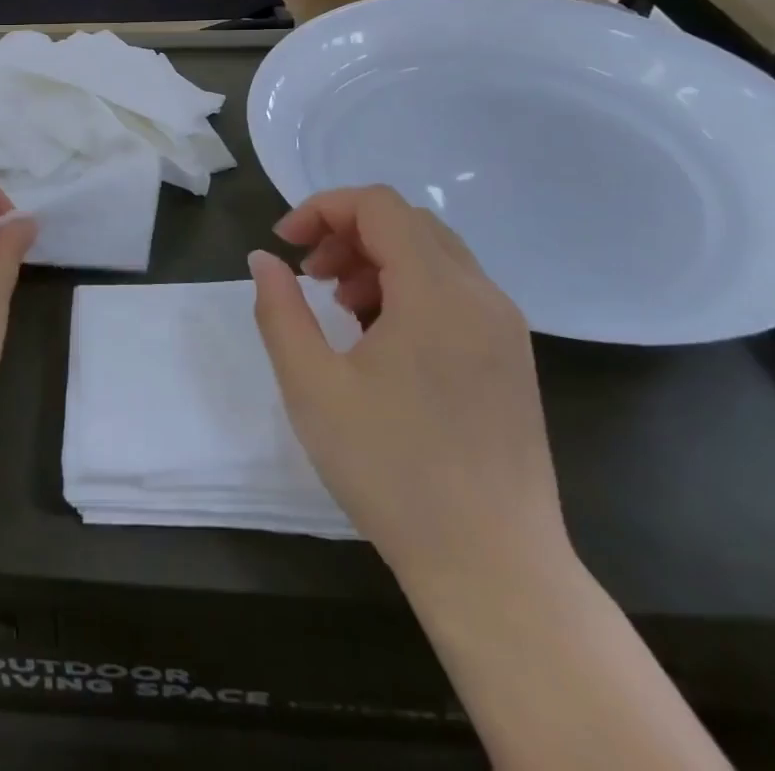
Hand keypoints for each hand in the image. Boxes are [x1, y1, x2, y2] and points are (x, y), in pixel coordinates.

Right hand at [249, 186, 565, 583]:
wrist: (494, 569)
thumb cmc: (392, 472)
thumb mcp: (312, 386)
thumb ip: (280, 310)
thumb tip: (264, 259)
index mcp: (438, 292)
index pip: (378, 205)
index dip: (323, 209)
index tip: (285, 245)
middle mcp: (481, 295)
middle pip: (407, 222)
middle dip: (347, 233)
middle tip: (309, 276)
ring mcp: (504, 327)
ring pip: (433, 254)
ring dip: (377, 259)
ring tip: (339, 307)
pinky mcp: (510, 358)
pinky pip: (454, 291)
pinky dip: (408, 288)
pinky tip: (380, 338)